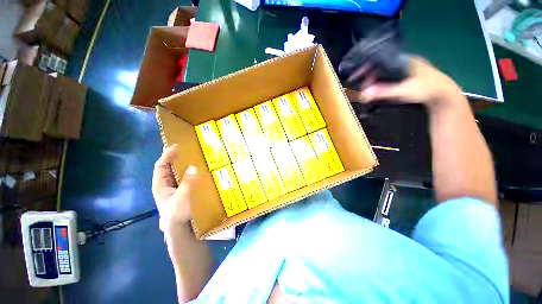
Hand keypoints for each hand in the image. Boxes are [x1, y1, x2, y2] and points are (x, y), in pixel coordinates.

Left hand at [152, 144, 196, 231]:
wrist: (180, 229)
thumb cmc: (177, 214)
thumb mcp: (181, 198)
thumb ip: (187, 183)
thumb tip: (193, 167)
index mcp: (160, 185)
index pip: (160, 166)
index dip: (166, 155)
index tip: (176, 146)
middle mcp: (165, 185)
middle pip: (167, 167)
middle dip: (174, 157)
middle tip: (185, 148)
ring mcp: (174, 188)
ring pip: (176, 173)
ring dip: (182, 164)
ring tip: (191, 156)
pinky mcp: (181, 191)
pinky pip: (183, 178)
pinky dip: (188, 172)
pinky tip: (196, 170)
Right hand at [347, 57, 464, 111]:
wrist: (444, 96)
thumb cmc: (427, 90)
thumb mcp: (404, 91)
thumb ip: (383, 92)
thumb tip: (364, 94)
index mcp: (402, 60)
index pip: (379, 60)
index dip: (366, 68)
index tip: (356, 76)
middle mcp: (402, 63)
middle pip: (380, 67)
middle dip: (369, 77)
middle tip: (363, 89)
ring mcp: (405, 70)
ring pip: (384, 73)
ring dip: (374, 82)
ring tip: (368, 91)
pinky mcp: (406, 77)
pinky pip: (388, 78)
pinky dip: (381, 84)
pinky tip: (378, 90)